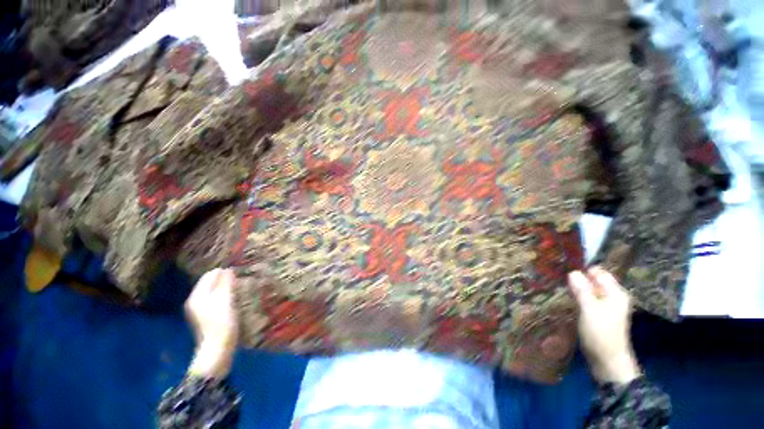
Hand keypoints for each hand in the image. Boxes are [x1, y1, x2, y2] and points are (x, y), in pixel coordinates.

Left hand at [185, 268, 238, 378]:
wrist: (217, 349)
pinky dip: (223, 296)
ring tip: (237, 289)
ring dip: (224, 288)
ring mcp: (198, 310)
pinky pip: (214, 299)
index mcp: (197, 296)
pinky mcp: (204, 316)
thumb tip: (228, 269)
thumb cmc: (222, 323)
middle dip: (223, 280)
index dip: (223, 272)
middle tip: (238, 281)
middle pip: (210, 283)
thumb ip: (226, 283)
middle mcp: (194, 301)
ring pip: (213, 291)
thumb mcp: (226, 300)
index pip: (209, 275)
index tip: (237, 273)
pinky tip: (232, 301)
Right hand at [568, 267, 639, 384]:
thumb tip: (572, 272)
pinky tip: (566, 297)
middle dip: (578, 279)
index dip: (582, 269)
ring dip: (576, 288)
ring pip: (588, 290)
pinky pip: (587, 299)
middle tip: (559, 277)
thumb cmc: (601, 333)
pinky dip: (577, 297)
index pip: (598, 272)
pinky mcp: (598, 314)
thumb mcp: (589, 309)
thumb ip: (582, 289)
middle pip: (593, 281)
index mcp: (615, 293)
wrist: (607, 361)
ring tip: (560, 286)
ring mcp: (605, 306)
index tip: (564, 269)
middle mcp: (612, 297)